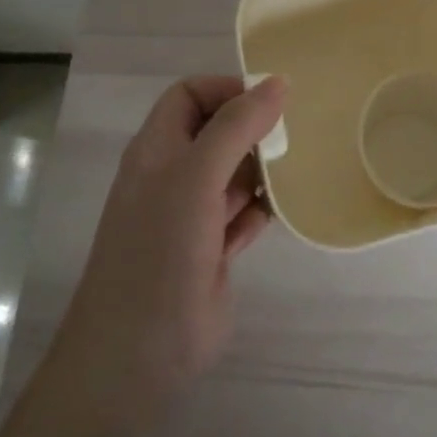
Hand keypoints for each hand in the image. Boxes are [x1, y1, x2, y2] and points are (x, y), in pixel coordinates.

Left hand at [56, 75, 284, 422]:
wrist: (139, 354)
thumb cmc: (160, 251)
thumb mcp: (196, 176)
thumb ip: (236, 126)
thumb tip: (277, 82)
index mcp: (157, 149)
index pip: (190, 95)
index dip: (228, 90)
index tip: (271, 103)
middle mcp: (173, 175)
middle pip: (218, 131)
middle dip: (254, 130)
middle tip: (294, 137)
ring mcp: (192, 215)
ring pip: (235, 173)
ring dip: (264, 170)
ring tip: (297, 171)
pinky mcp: (212, 249)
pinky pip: (245, 213)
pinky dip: (263, 210)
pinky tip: (282, 214)